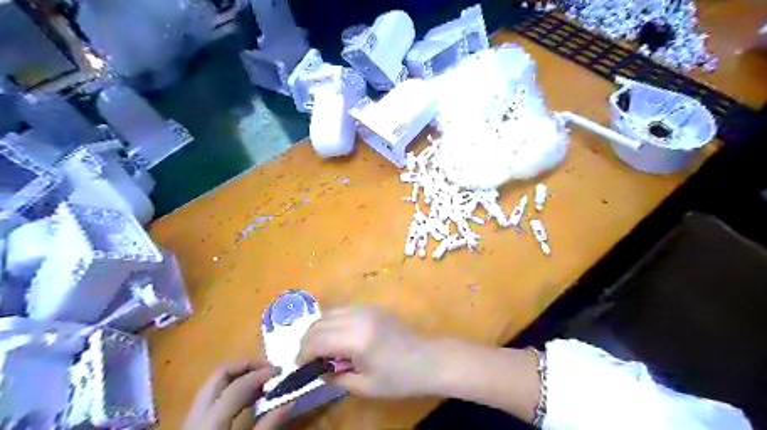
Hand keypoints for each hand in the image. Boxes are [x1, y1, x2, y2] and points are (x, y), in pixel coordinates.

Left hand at [182, 359, 294, 429]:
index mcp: (210, 423)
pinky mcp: (193, 423)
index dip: (260, 374)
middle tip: (269, 369)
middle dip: (246, 365)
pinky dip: (232, 388)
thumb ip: (268, 426)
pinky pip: (213, 395)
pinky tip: (249, 397)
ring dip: (240, 375)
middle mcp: (197, 414)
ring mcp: (191, 418)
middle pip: (220, 374)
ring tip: (263, 381)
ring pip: (214, 382)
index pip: (237, 386)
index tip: (280, 371)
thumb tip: (290, 401)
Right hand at [296, 307, 437, 397]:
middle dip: (307, 341)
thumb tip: (318, 370)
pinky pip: (343, 310)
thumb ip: (336, 377)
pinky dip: (333, 322)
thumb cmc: (399, 378)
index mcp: (355, 338)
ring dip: (319, 329)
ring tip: (321, 349)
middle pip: (319, 323)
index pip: (316, 340)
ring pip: (329, 312)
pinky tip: (338, 337)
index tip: (300, 367)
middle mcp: (358, 317)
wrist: (428, 359)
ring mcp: (366, 308)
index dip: (303, 354)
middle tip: (308, 359)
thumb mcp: (365, 386)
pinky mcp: (372, 307)